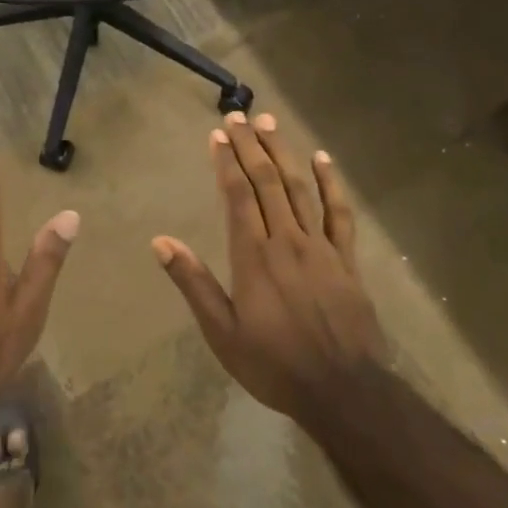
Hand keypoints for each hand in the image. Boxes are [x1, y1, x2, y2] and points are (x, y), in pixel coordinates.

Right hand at [152, 113, 384, 425]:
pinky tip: (323, 160)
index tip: (217, 135)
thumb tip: (161, 242)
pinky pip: (338, 213)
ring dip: (284, 153)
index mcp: (253, 256)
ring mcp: (320, 247)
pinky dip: (331, 183)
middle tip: (239, 117)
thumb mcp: (222, 332)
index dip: (227, 162)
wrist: (342, 390)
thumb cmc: (273, 363)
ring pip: (300, 188)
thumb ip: (193, 283)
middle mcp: (286, 240)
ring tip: (270, 123)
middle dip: (252, 146)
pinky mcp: (346, 259)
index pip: (238, 195)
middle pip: (268, 182)